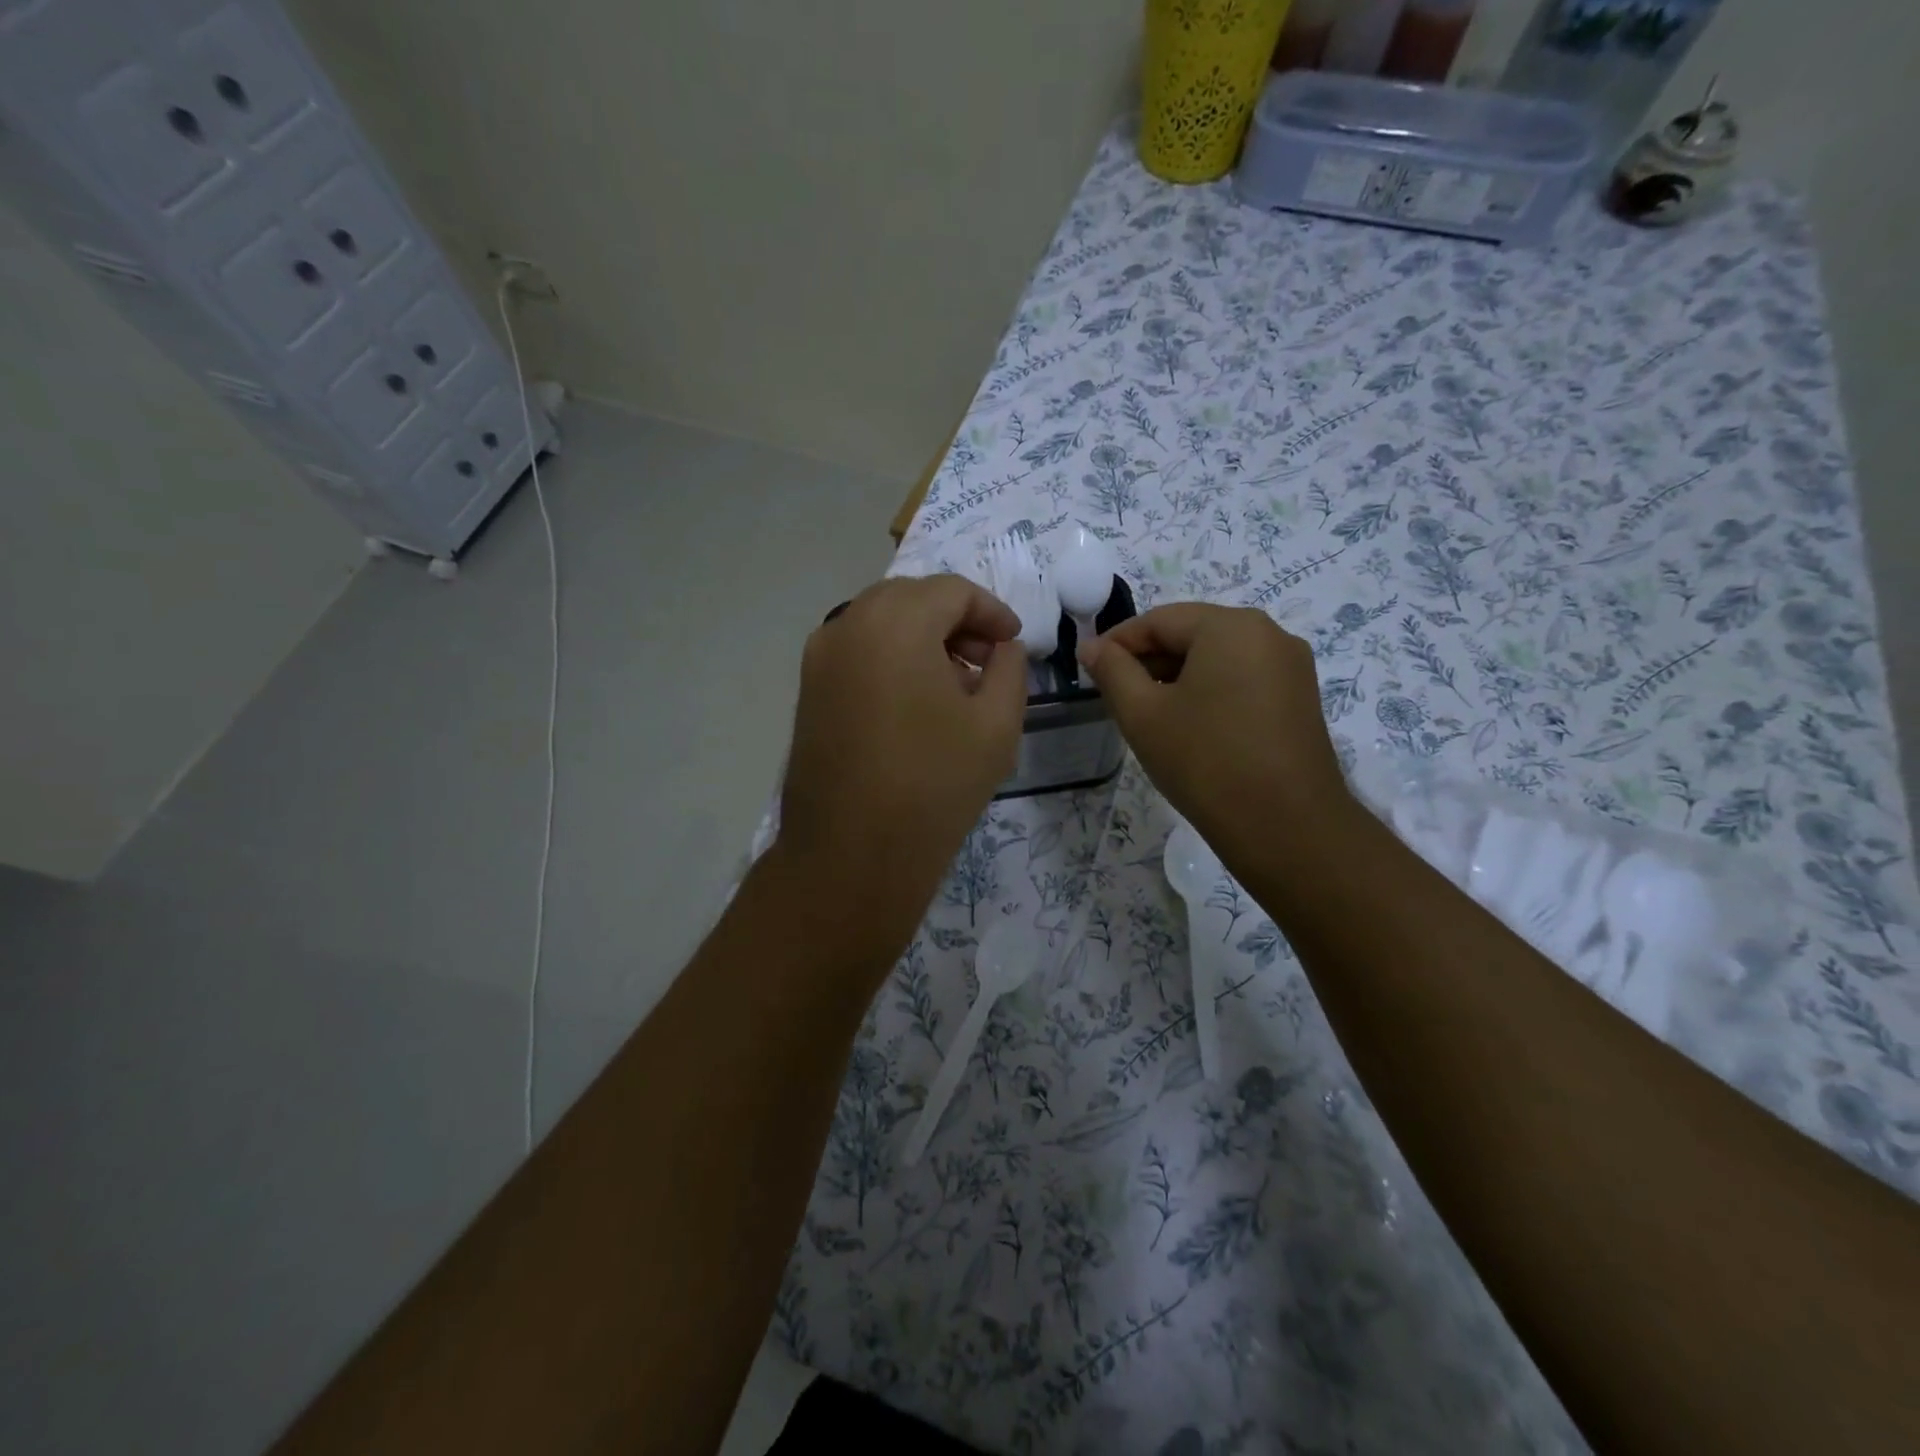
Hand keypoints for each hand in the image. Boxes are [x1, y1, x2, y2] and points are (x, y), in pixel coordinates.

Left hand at [773, 574, 1027, 959]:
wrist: (852, 855)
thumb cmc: (934, 785)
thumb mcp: (997, 724)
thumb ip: (1009, 669)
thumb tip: (1002, 647)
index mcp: (896, 622)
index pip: (952, 591)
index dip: (992, 610)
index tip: (1014, 643)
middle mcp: (848, 624)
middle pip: (912, 598)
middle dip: (956, 619)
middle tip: (987, 659)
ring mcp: (820, 658)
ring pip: (881, 622)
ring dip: (923, 637)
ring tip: (956, 682)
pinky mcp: (808, 690)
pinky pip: (858, 651)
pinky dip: (892, 656)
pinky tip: (916, 701)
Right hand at [1079, 603, 1355, 855]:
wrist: (1287, 828)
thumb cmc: (1206, 762)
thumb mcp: (1143, 714)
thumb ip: (1112, 671)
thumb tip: (1092, 647)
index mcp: (1231, 626)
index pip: (1159, 619)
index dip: (1118, 642)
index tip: (1088, 669)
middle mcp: (1269, 634)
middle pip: (1192, 634)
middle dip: (1148, 660)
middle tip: (1114, 695)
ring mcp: (1291, 667)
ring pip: (1217, 658)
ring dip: (1176, 677)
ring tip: (1147, 714)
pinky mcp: (1300, 699)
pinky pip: (1242, 679)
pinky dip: (1208, 692)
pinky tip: (1188, 725)